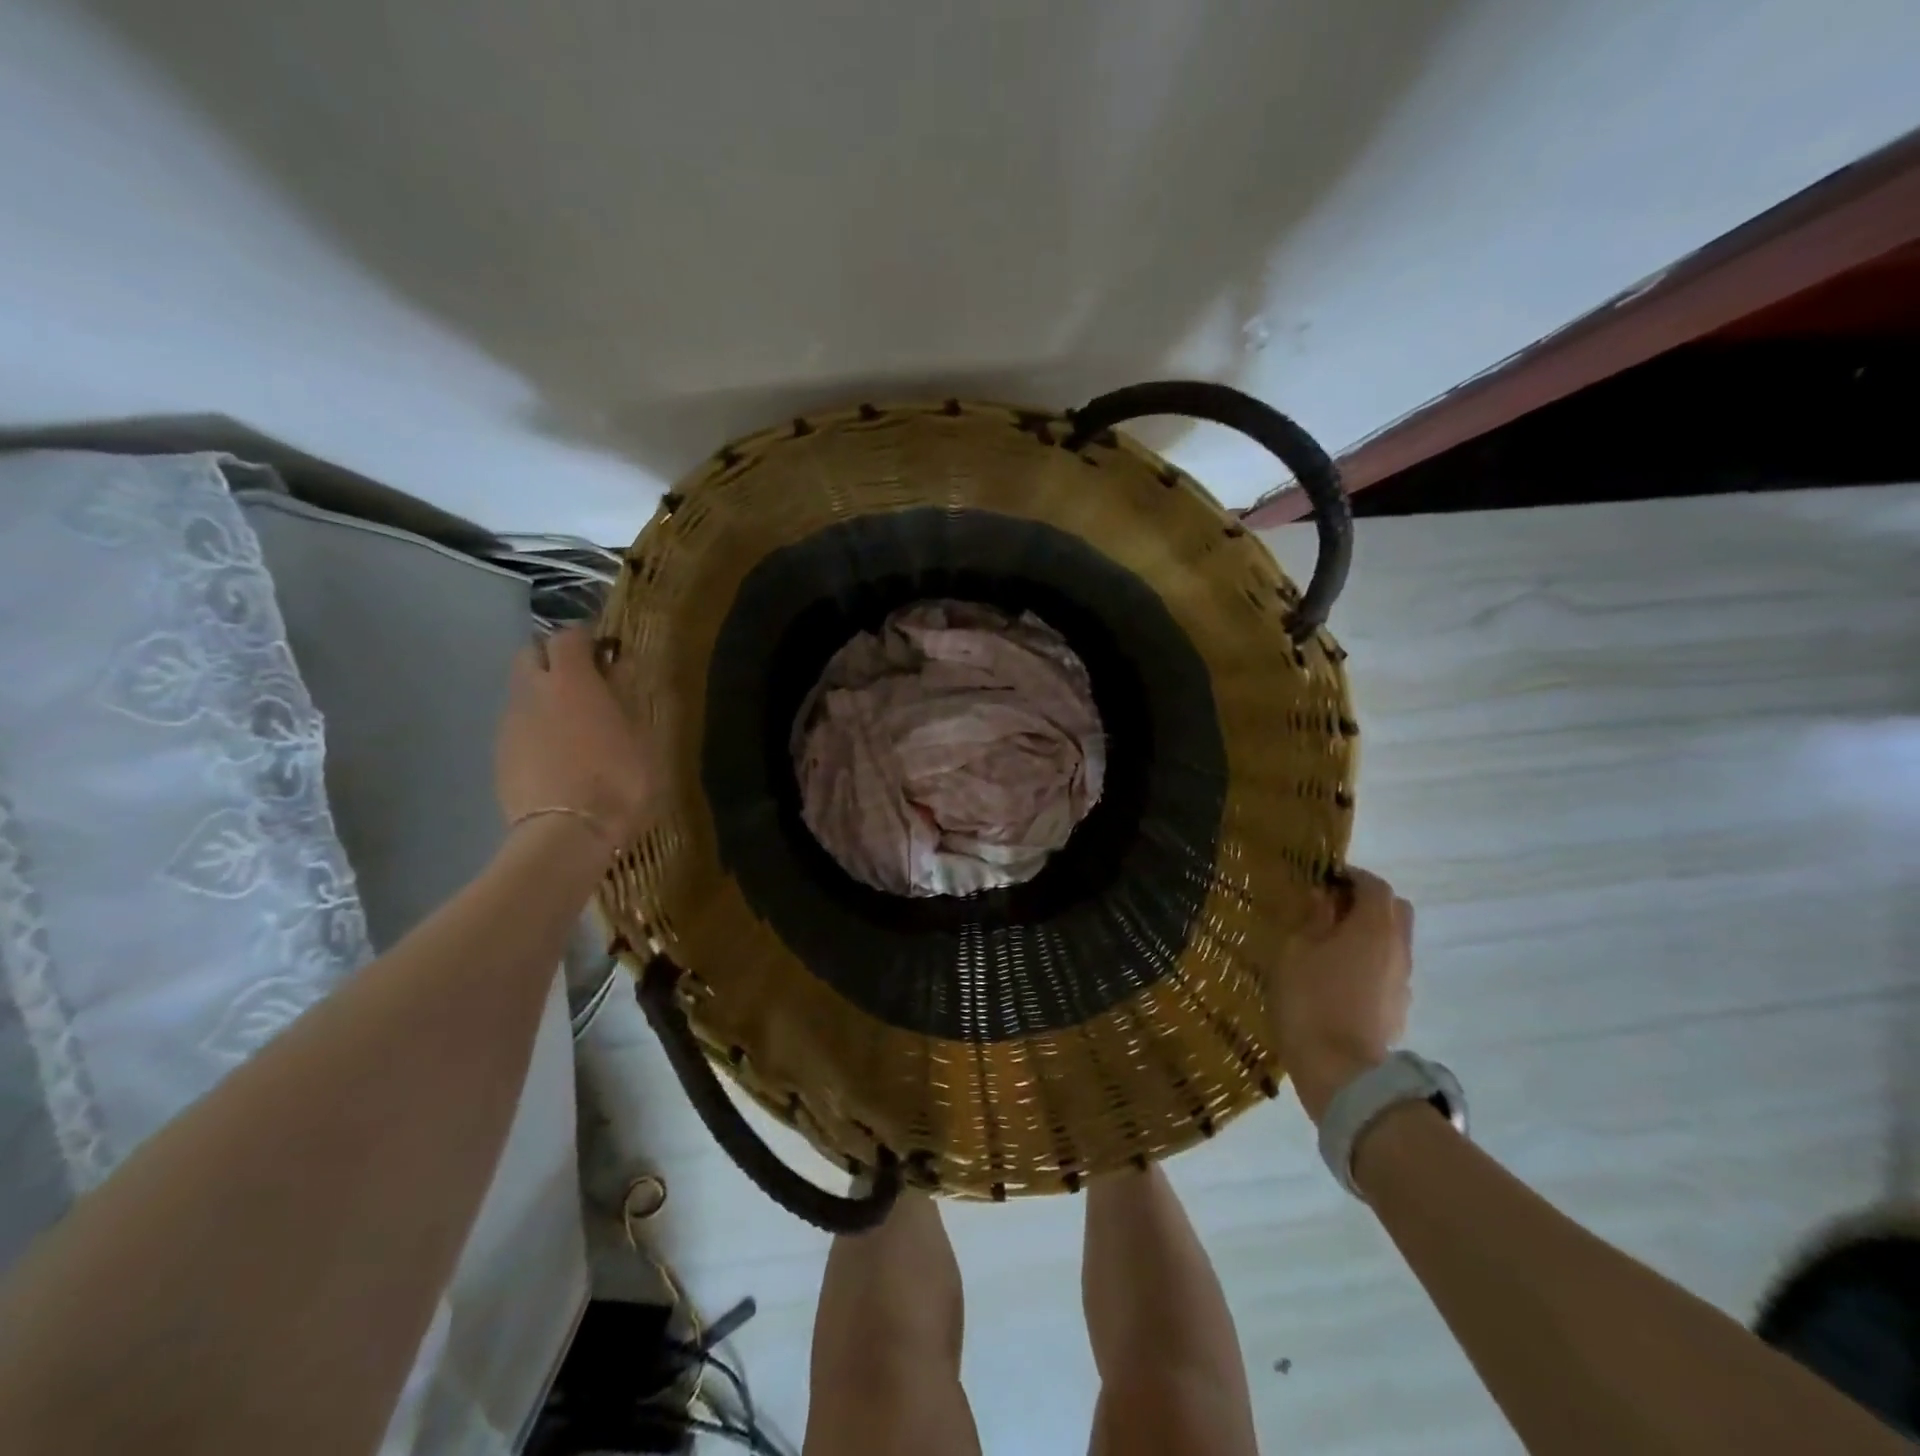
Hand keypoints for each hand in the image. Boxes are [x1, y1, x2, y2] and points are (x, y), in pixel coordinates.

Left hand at [495, 626, 653, 850]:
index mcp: (572, 681)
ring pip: (521, 690)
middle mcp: (533, 692)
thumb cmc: (617, 781)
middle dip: (553, 658)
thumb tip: (618, 668)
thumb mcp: (640, 737)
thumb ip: (625, 697)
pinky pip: (517, 723)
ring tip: (570, 720)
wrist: (566, 834)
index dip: (586, 639)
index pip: (569, 637)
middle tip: (582, 680)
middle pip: (531, 654)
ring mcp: (511, 723)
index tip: (605, 652)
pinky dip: (534, 724)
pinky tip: (556, 751)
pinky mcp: (500, 753)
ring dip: (542, 693)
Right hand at [1267, 867, 1412, 1124]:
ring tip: (1332, 943)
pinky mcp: (1399, 1007)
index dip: (1351, 876)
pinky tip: (1340, 976)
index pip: (1374, 886)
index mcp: (1374, 927)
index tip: (1325, 879)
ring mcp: (1402, 980)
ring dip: (1370, 932)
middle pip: (1396, 910)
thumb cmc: (1310, 1000)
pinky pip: (1388, 968)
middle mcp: (1398, 948)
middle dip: (1368, 901)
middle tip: (1332, 908)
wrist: (1340, 1071)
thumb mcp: (1295, 950)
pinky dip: (1370, 960)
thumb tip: (1324, 897)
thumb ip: (1313, 918)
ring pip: (1394, 940)